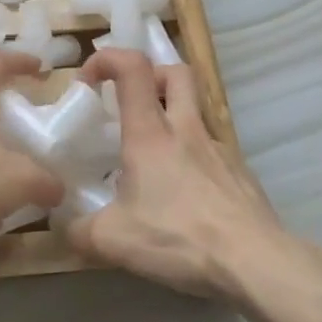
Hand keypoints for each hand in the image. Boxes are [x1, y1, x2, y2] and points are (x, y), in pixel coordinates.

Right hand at [66, 50, 290, 300]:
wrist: (255, 262)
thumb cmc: (178, 238)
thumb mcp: (112, 240)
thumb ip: (80, 230)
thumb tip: (66, 229)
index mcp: (150, 134)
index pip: (132, 67)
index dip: (107, 59)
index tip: (88, 81)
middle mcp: (187, 130)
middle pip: (176, 72)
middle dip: (150, 75)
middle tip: (130, 103)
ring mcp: (219, 150)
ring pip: (196, 111)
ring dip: (173, 119)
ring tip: (153, 160)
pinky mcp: (241, 174)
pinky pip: (211, 151)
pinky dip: (192, 158)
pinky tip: (184, 195)